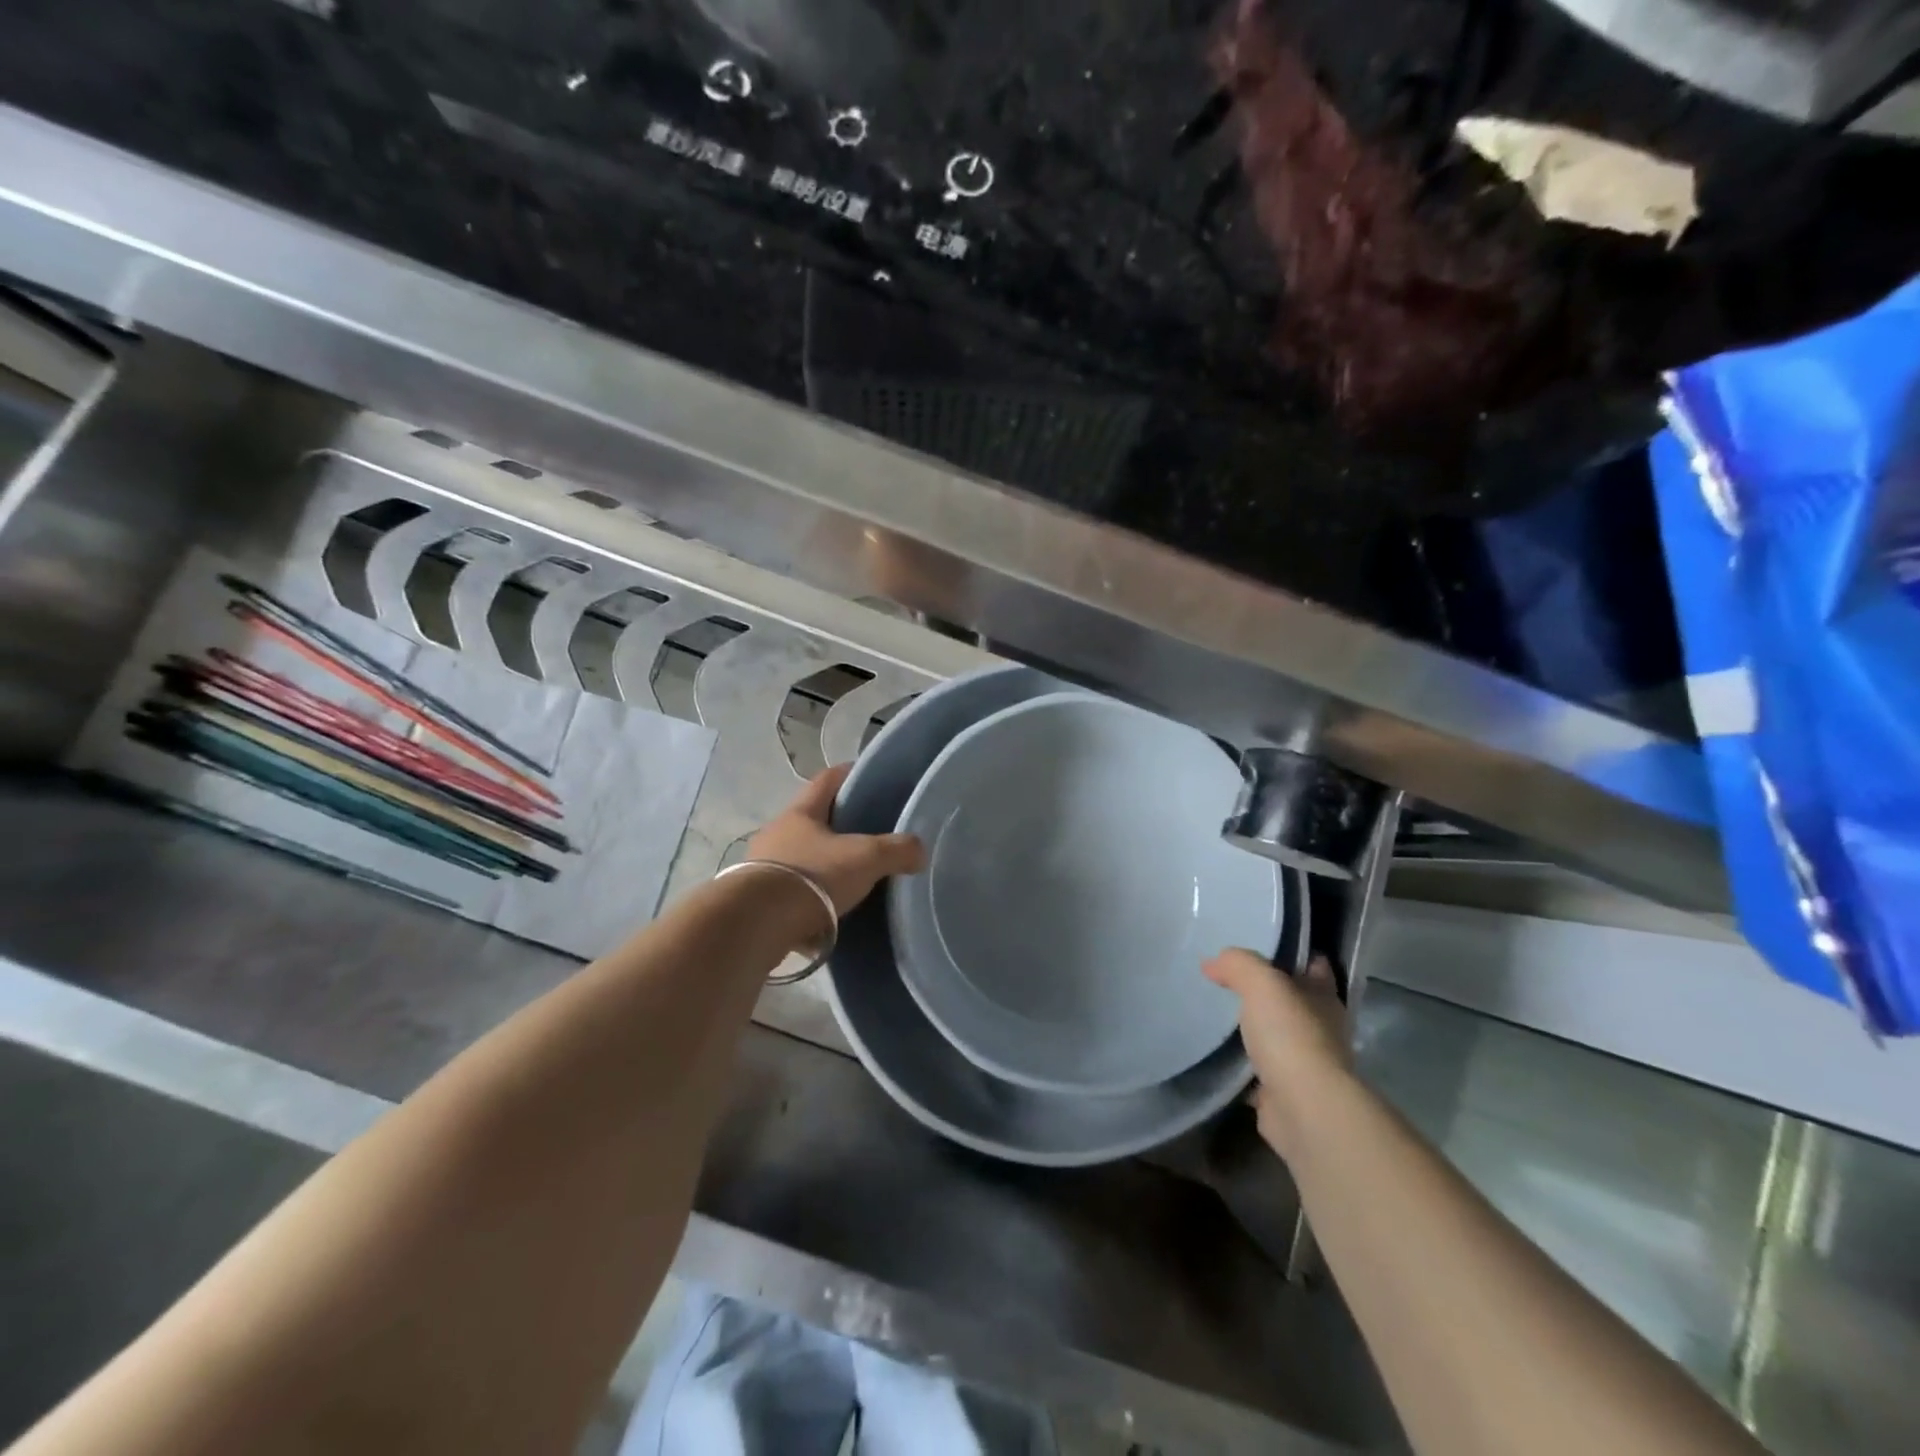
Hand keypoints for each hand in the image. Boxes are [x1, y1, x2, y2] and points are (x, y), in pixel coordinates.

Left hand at [745, 765, 926, 915]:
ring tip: (850, 880)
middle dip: (837, 826)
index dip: (849, 773)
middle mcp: (776, 833)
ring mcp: (763, 867)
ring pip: (800, 858)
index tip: (869, 776)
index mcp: (800, 813)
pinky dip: (810, 900)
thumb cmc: (813, 876)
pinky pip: (791, 893)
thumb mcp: (866, 858)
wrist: (758, 924)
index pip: (827, 780)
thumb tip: (919, 852)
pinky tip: (828, 915)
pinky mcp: (756, 901)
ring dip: (821, 865)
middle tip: (868, 836)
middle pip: (811, 820)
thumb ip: (897, 850)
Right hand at [1204, 950, 1351, 1159]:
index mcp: (1324, 999)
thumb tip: (1213, 963)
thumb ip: (1238, 965)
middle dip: (1268, 994)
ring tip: (1218, 1015)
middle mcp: (1322, 1030)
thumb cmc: (1291, 1036)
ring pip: (1278, 1038)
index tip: (1263, 944)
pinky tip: (1218, 1057)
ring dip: (1256, 1031)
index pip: (1315, 966)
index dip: (1294, 954)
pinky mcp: (1285, 1095)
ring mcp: (1306, 1066)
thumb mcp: (1261, 983)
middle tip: (1228, 979)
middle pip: (1294, 1003)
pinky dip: (1244, 1067)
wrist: (1303, 1108)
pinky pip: (1260, 1073)